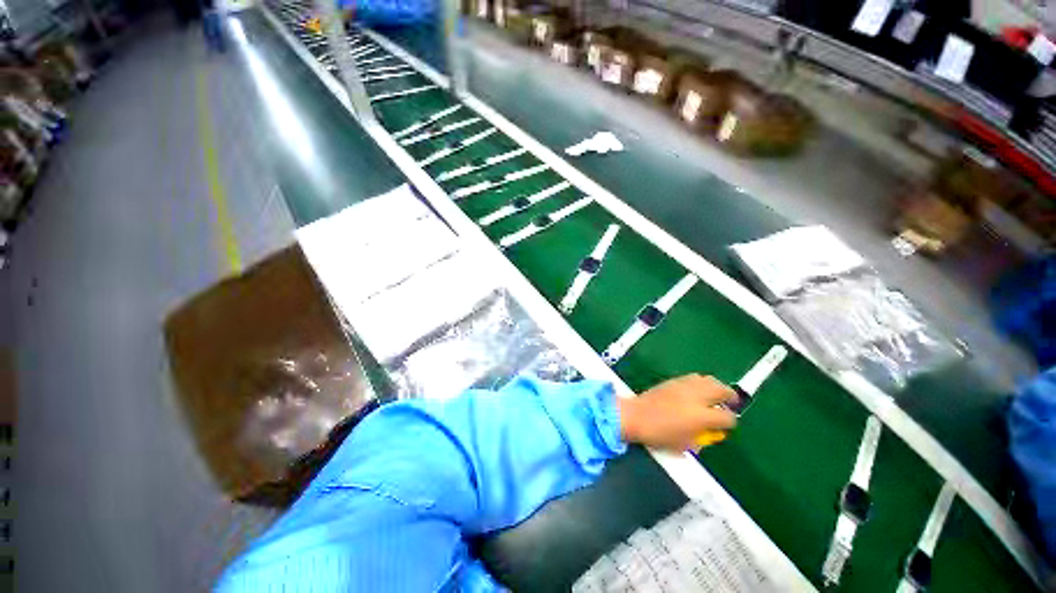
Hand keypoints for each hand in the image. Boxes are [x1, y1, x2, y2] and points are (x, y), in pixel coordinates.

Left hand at [618, 374, 737, 450]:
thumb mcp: (684, 445)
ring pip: (708, 380)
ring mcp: (684, 386)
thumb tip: (708, 433)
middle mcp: (696, 397)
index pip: (726, 417)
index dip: (730, 422)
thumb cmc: (658, 435)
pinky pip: (693, 377)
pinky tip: (698, 389)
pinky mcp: (673, 380)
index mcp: (701, 416)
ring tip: (716, 394)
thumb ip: (700, 438)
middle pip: (721, 390)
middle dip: (730, 396)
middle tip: (731, 402)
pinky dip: (701, 382)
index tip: (726, 425)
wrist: (636, 416)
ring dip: (716, 386)